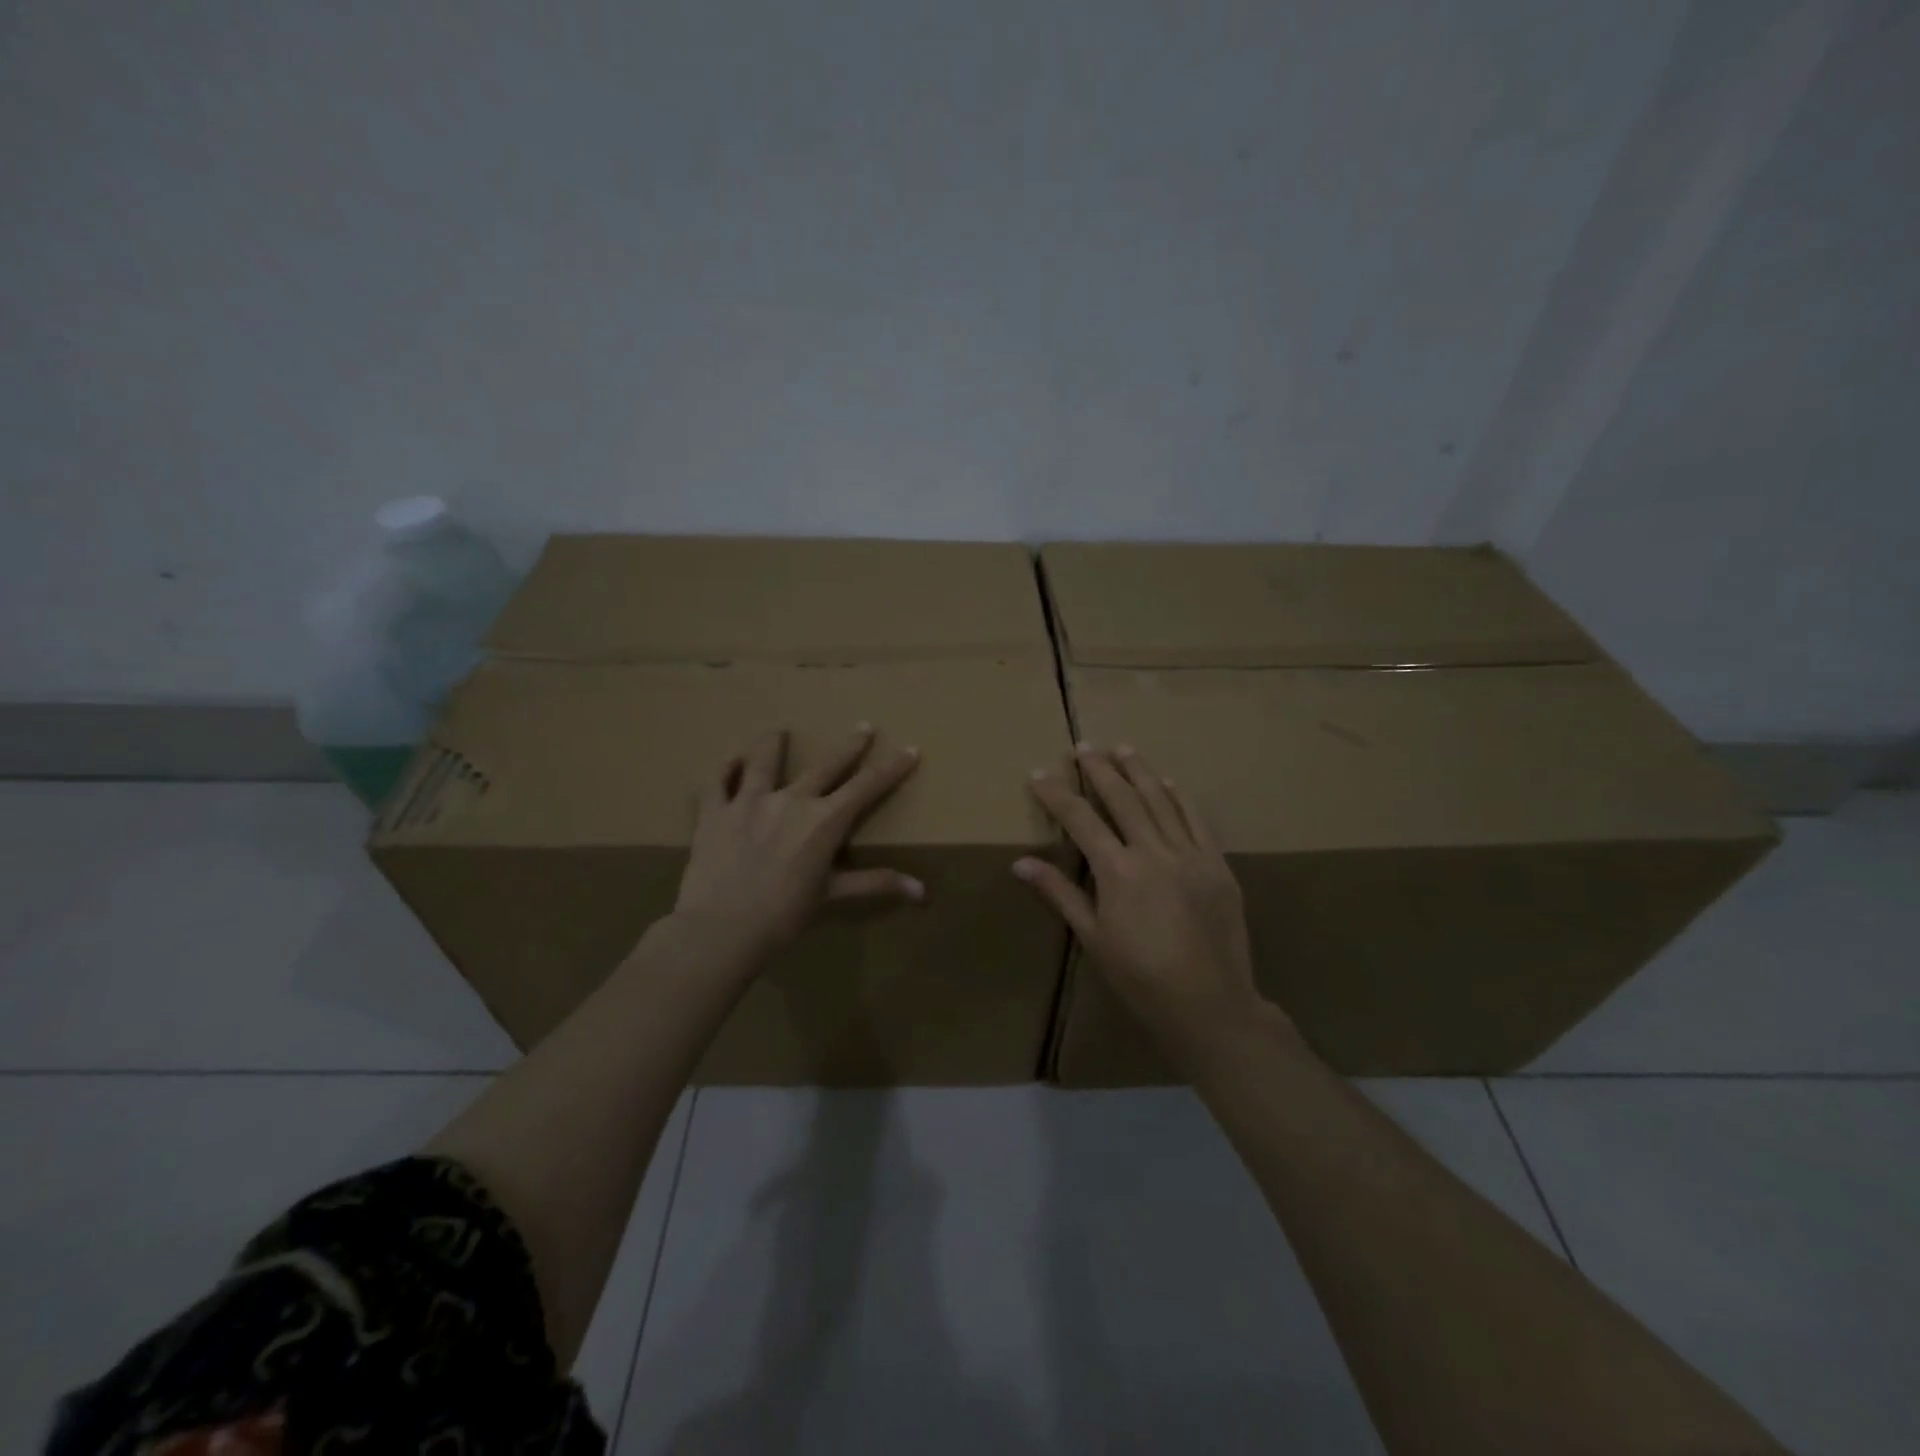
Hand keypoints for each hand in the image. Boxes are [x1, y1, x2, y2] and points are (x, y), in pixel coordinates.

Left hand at [671, 725, 923, 966]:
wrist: (722, 928)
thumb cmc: (784, 915)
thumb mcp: (832, 895)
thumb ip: (876, 884)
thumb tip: (924, 892)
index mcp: (824, 821)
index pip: (867, 786)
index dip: (891, 768)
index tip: (910, 749)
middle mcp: (791, 800)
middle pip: (826, 765)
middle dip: (849, 746)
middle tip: (863, 727)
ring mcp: (749, 801)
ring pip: (764, 761)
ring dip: (773, 743)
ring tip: (778, 730)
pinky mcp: (714, 812)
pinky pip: (717, 781)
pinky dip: (724, 768)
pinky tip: (730, 759)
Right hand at [1015, 745, 1273, 1051]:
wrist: (1210, 1003)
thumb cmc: (1140, 976)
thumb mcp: (1093, 938)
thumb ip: (1059, 894)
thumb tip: (1021, 863)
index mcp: (1118, 871)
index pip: (1081, 820)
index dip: (1057, 794)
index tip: (1038, 774)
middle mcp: (1153, 852)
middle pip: (1122, 798)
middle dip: (1099, 769)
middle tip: (1083, 746)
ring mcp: (1190, 854)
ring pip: (1160, 799)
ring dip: (1139, 770)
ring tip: (1122, 748)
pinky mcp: (1217, 863)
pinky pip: (1196, 819)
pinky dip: (1179, 796)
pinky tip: (1167, 780)